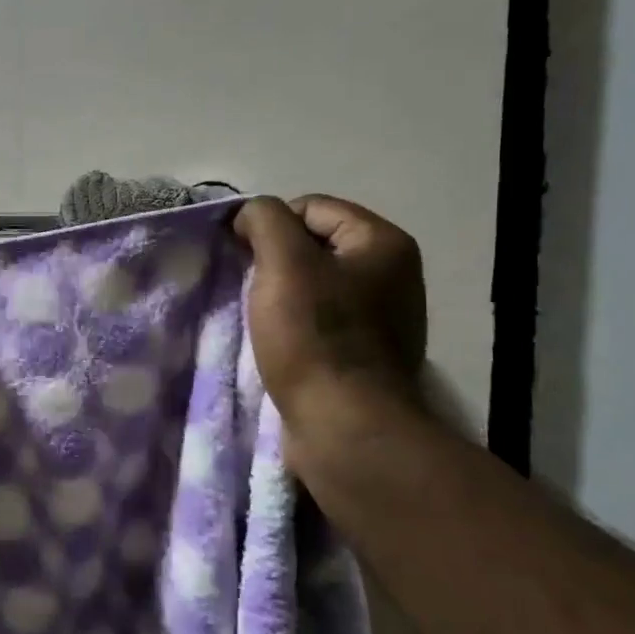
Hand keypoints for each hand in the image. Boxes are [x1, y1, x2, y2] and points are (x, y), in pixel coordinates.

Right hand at [234, 195, 425, 448]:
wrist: (343, 426)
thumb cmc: (314, 336)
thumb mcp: (283, 262)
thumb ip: (265, 220)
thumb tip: (251, 214)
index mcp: (383, 243)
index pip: (312, 207)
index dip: (270, 224)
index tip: (241, 255)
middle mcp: (393, 275)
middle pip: (314, 246)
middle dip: (274, 261)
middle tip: (249, 287)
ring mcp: (383, 318)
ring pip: (313, 285)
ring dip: (279, 294)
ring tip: (258, 317)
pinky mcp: (365, 355)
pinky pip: (320, 320)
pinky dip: (293, 324)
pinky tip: (276, 342)